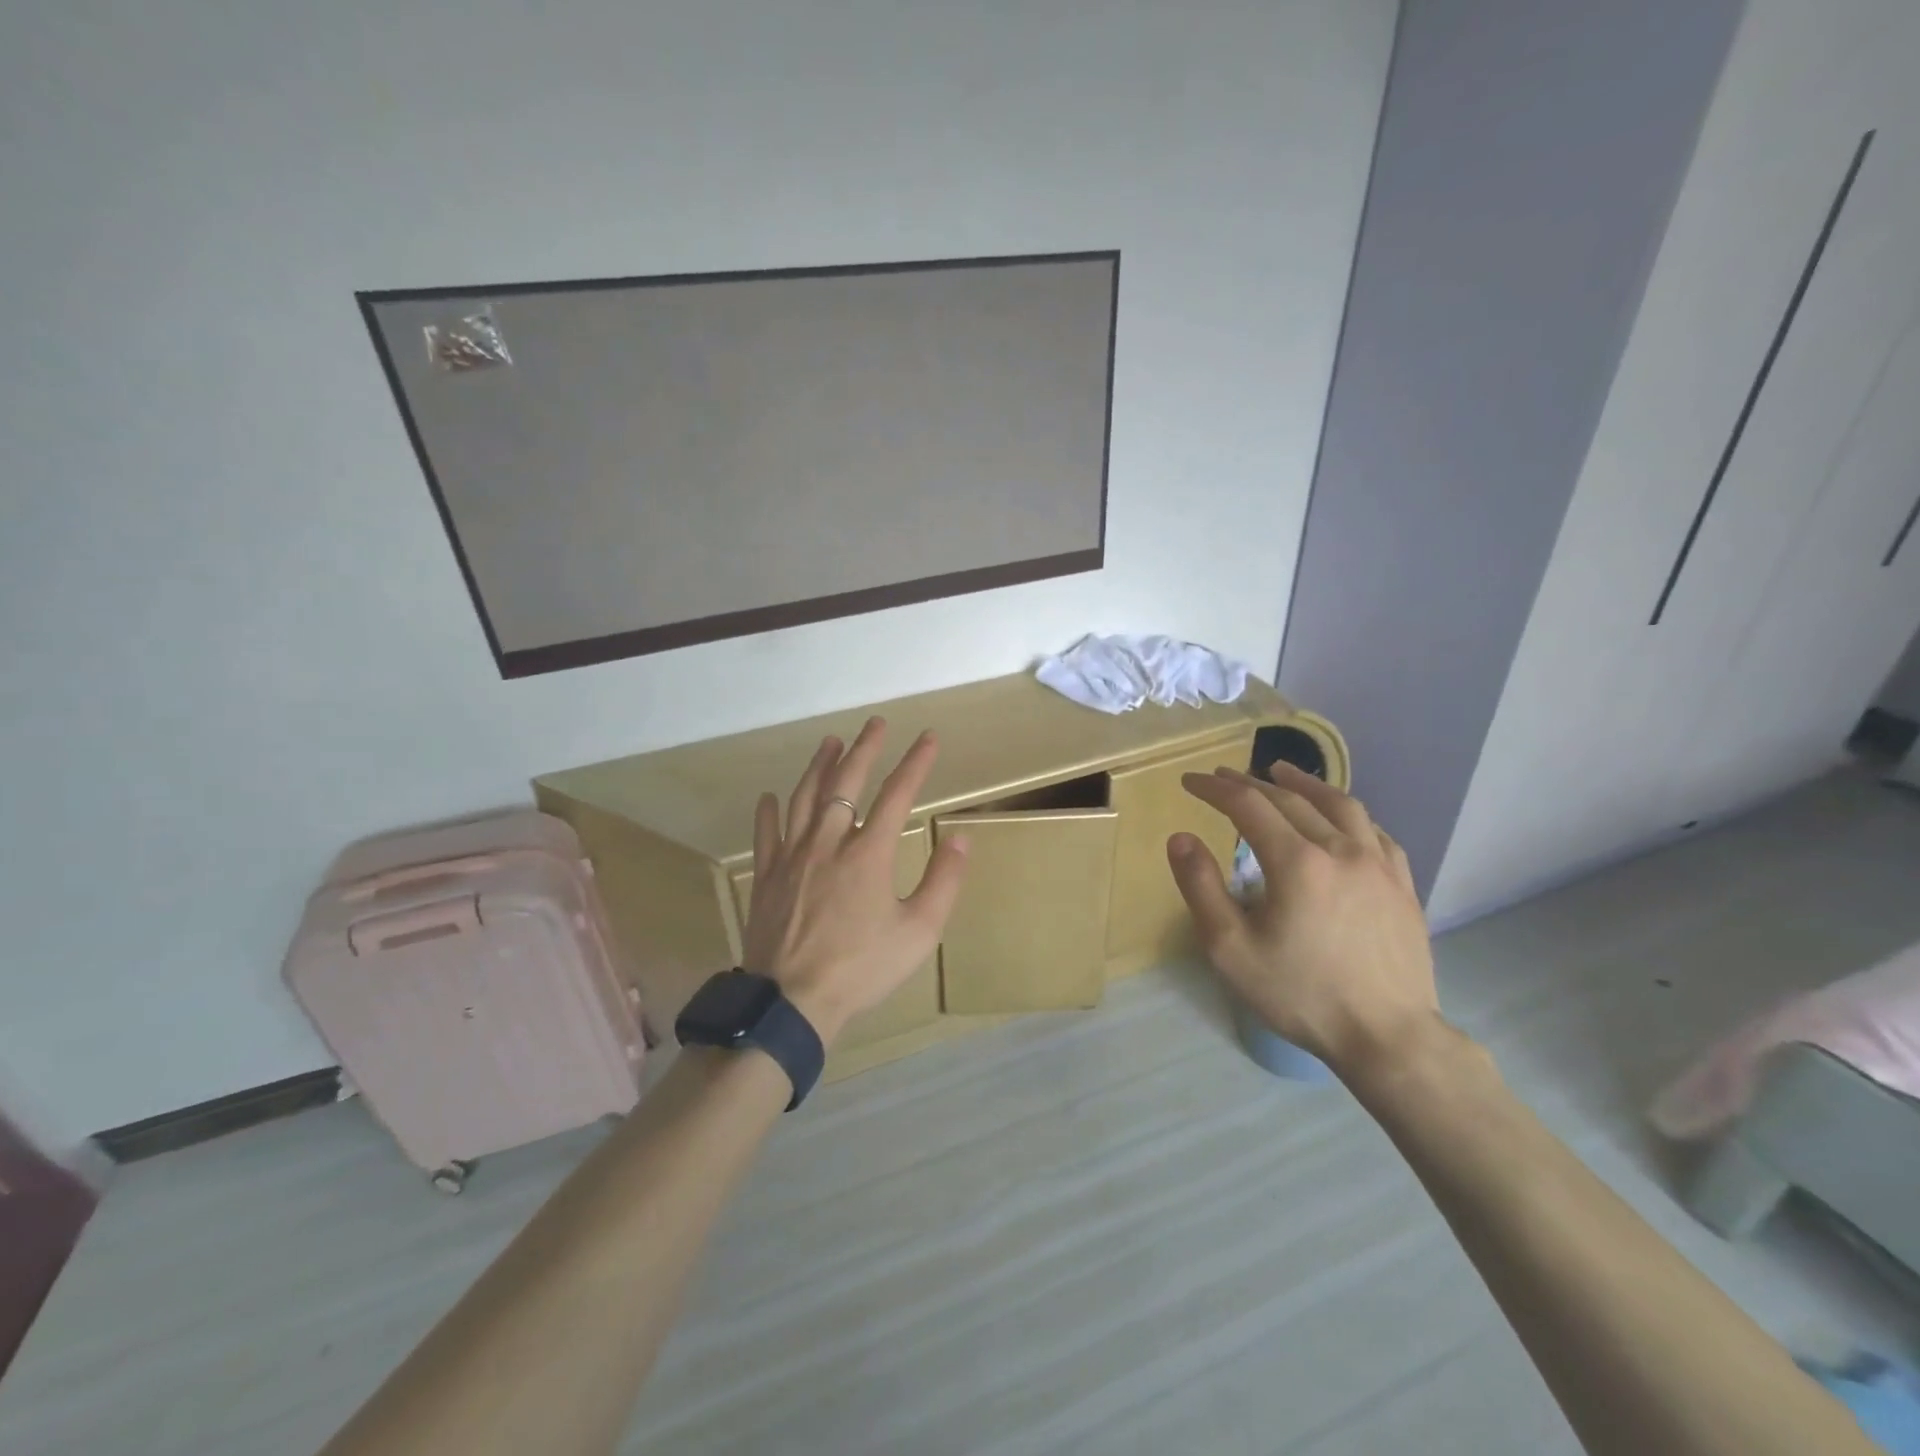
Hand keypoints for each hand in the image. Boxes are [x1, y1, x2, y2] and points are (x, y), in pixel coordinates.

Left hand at [742, 717, 969, 1045]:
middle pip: (846, 782)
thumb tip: (959, 836)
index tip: (928, 738)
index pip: (897, 794)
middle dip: (865, 748)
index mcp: (868, 853)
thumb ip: (943, 881)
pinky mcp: (767, 876)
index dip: (915, 762)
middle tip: (875, 724)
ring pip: (804, 797)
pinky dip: (769, 810)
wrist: (791, 1002)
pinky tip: (770, 795)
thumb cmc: (861, 968)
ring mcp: (792, 857)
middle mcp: (828, 842)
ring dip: (819, 765)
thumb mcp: (918, 931)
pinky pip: (767, 833)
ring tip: (829, 742)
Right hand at [1167, 762, 1439, 1080]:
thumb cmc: (1300, 994)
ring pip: (1340, 805)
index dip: (1214, 788)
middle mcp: (1340, 849)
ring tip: (1282, 772)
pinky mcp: (1403, 885)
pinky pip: (1375, 832)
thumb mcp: (1230, 948)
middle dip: (1250, 783)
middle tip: (1224, 778)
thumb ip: (1201, 887)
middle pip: (1290, 799)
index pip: (1247, 805)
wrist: (1388, 1037)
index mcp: (1296, 862)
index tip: (1190, 782)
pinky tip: (1341, 819)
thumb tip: (1180, 837)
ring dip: (1304, 784)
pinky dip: (1347, 814)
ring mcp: (1378, 865)